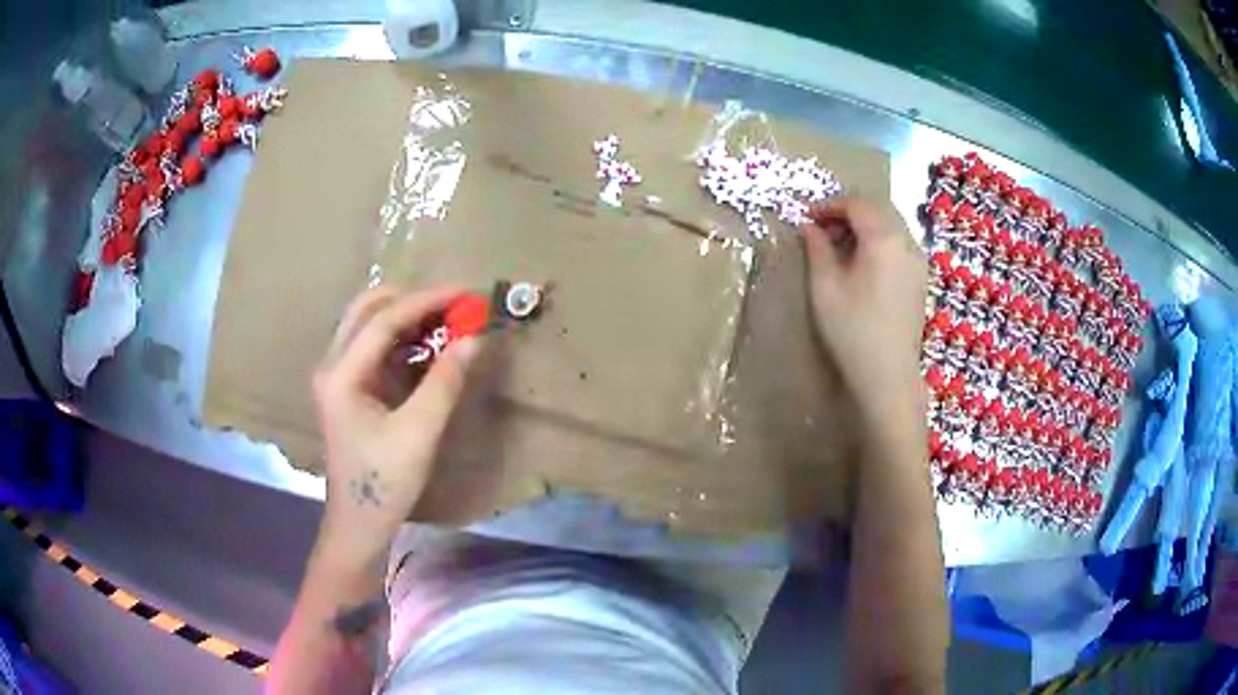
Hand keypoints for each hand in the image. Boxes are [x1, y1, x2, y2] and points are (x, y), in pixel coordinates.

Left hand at [312, 285, 481, 557]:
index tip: (466, 294)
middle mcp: (332, 364)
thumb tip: (474, 338)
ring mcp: (338, 374)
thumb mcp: (419, 433)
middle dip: (412, 300)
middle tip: (454, 307)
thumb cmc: (384, 483)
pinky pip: (374, 345)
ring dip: (408, 316)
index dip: (426, 301)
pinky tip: (429, 346)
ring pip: (369, 323)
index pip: (383, 320)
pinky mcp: (349, 386)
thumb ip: (445, 381)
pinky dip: (403, 337)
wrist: (360, 523)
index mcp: (341, 374)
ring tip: (447, 323)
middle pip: (368, 308)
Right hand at [803, 197, 926, 425]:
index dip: (829, 205)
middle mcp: (907, 242)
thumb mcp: (825, 287)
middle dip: (848, 211)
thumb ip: (817, 249)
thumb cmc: (853, 331)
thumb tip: (808, 227)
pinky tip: (862, 263)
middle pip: (877, 208)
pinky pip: (899, 243)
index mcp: (884, 238)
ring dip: (864, 225)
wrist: (889, 375)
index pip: (856, 204)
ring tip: (839, 246)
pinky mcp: (920, 278)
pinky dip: (879, 240)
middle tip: (822, 230)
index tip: (807, 218)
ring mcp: (918, 260)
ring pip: (891, 224)